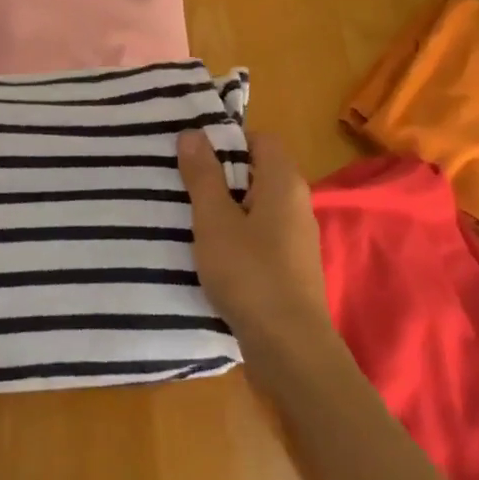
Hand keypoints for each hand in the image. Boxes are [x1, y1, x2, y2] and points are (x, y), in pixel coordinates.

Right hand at [177, 129, 334, 375]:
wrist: (289, 346)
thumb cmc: (250, 273)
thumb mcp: (215, 220)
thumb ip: (203, 175)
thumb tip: (193, 133)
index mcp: (283, 182)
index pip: (260, 139)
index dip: (227, 140)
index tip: (192, 153)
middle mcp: (297, 203)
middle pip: (258, 170)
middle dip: (221, 173)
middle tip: (181, 182)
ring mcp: (297, 236)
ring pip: (257, 204)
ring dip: (226, 206)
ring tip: (188, 215)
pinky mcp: (291, 265)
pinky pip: (261, 233)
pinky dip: (237, 233)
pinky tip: (212, 250)